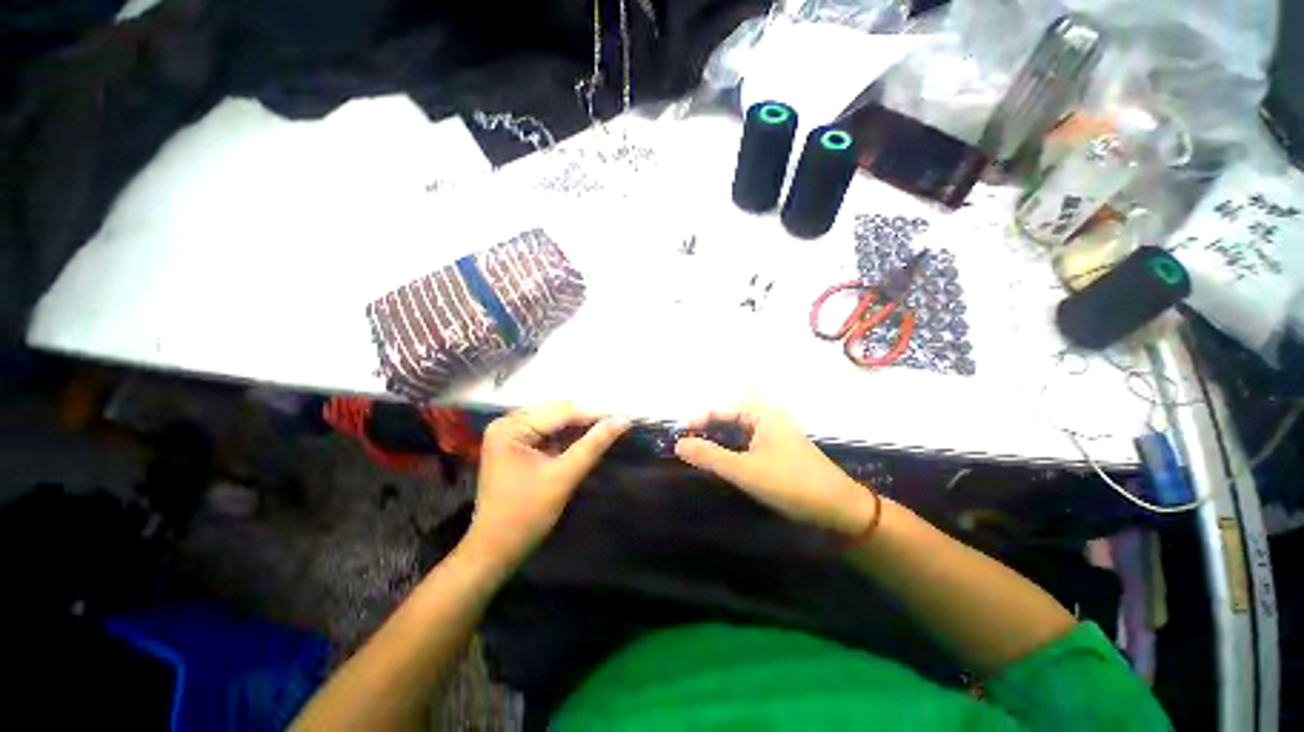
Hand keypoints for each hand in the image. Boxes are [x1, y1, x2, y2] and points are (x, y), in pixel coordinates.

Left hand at [464, 403, 629, 570]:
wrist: (495, 550)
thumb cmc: (525, 515)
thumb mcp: (563, 477)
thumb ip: (593, 445)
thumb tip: (623, 420)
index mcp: (511, 427)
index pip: (561, 412)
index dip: (594, 414)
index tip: (624, 417)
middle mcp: (508, 423)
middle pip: (557, 413)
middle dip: (588, 419)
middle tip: (618, 423)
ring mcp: (511, 434)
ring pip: (555, 422)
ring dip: (580, 427)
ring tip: (608, 429)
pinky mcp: (517, 445)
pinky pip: (549, 433)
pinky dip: (569, 437)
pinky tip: (588, 439)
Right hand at [674, 400, 876, 535]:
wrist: (839, 509)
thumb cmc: (791, 484)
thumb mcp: (745, 471)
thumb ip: (710, 456)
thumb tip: (679, 444)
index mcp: (762, 413)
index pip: (721, 409)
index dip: (697, 420)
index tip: (678, 436)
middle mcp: (768, 416)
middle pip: (729, 415)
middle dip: (706, 426)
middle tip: (684, 443)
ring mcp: (775, 432)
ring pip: (738, 428)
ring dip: (718, 436)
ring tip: (697, 450)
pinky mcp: (779, 448)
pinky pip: (747, 440)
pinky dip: (731, 446)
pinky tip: (722, 458)